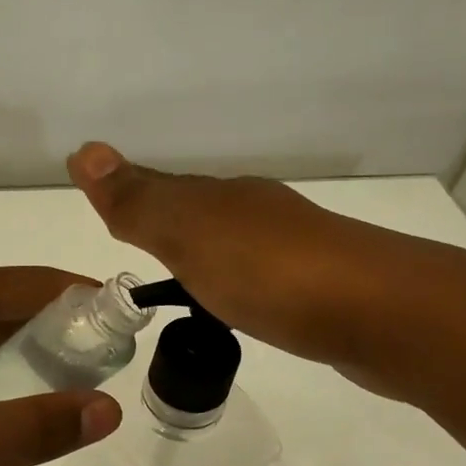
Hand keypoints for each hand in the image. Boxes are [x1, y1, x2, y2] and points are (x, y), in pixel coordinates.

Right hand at [65, 142, 465, 399]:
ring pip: (235, 246)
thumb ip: (139, 202)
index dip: (131, 199)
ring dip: (207, 257)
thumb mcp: (191, 235)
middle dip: (168, 225)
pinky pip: (263, 280)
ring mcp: (296, 252)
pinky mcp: (321, 291)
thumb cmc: (271, 273)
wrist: (382, 315)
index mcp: (225, 199)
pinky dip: (240, 286)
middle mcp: (260, 215)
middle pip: (201, 215)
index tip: (107, 211)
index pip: (164, 192)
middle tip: (137, 248)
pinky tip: (242, 308)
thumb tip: (83, 150)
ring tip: (182, 283)